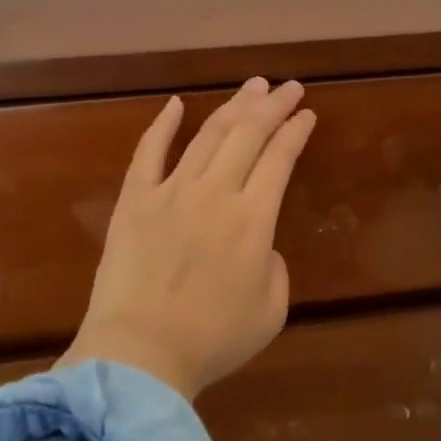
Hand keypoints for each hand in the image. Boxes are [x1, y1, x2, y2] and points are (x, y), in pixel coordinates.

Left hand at [58, 78, 316, 398]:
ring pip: (207, 136)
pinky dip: (163, 125)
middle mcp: (215, 193)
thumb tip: (259, 246)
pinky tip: (175, 105)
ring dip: (232, 107)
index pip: (280, 159)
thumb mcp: (271, 310)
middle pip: (248, 135)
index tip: (306, 113)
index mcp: (254, 219)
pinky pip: (148, 153)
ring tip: (251, 87)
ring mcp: (170, 192)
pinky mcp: (134, 201)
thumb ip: (274, 268)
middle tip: (287, 86)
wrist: (140, 353)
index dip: (296, 132)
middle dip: (272, 106)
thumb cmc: (212, 339)